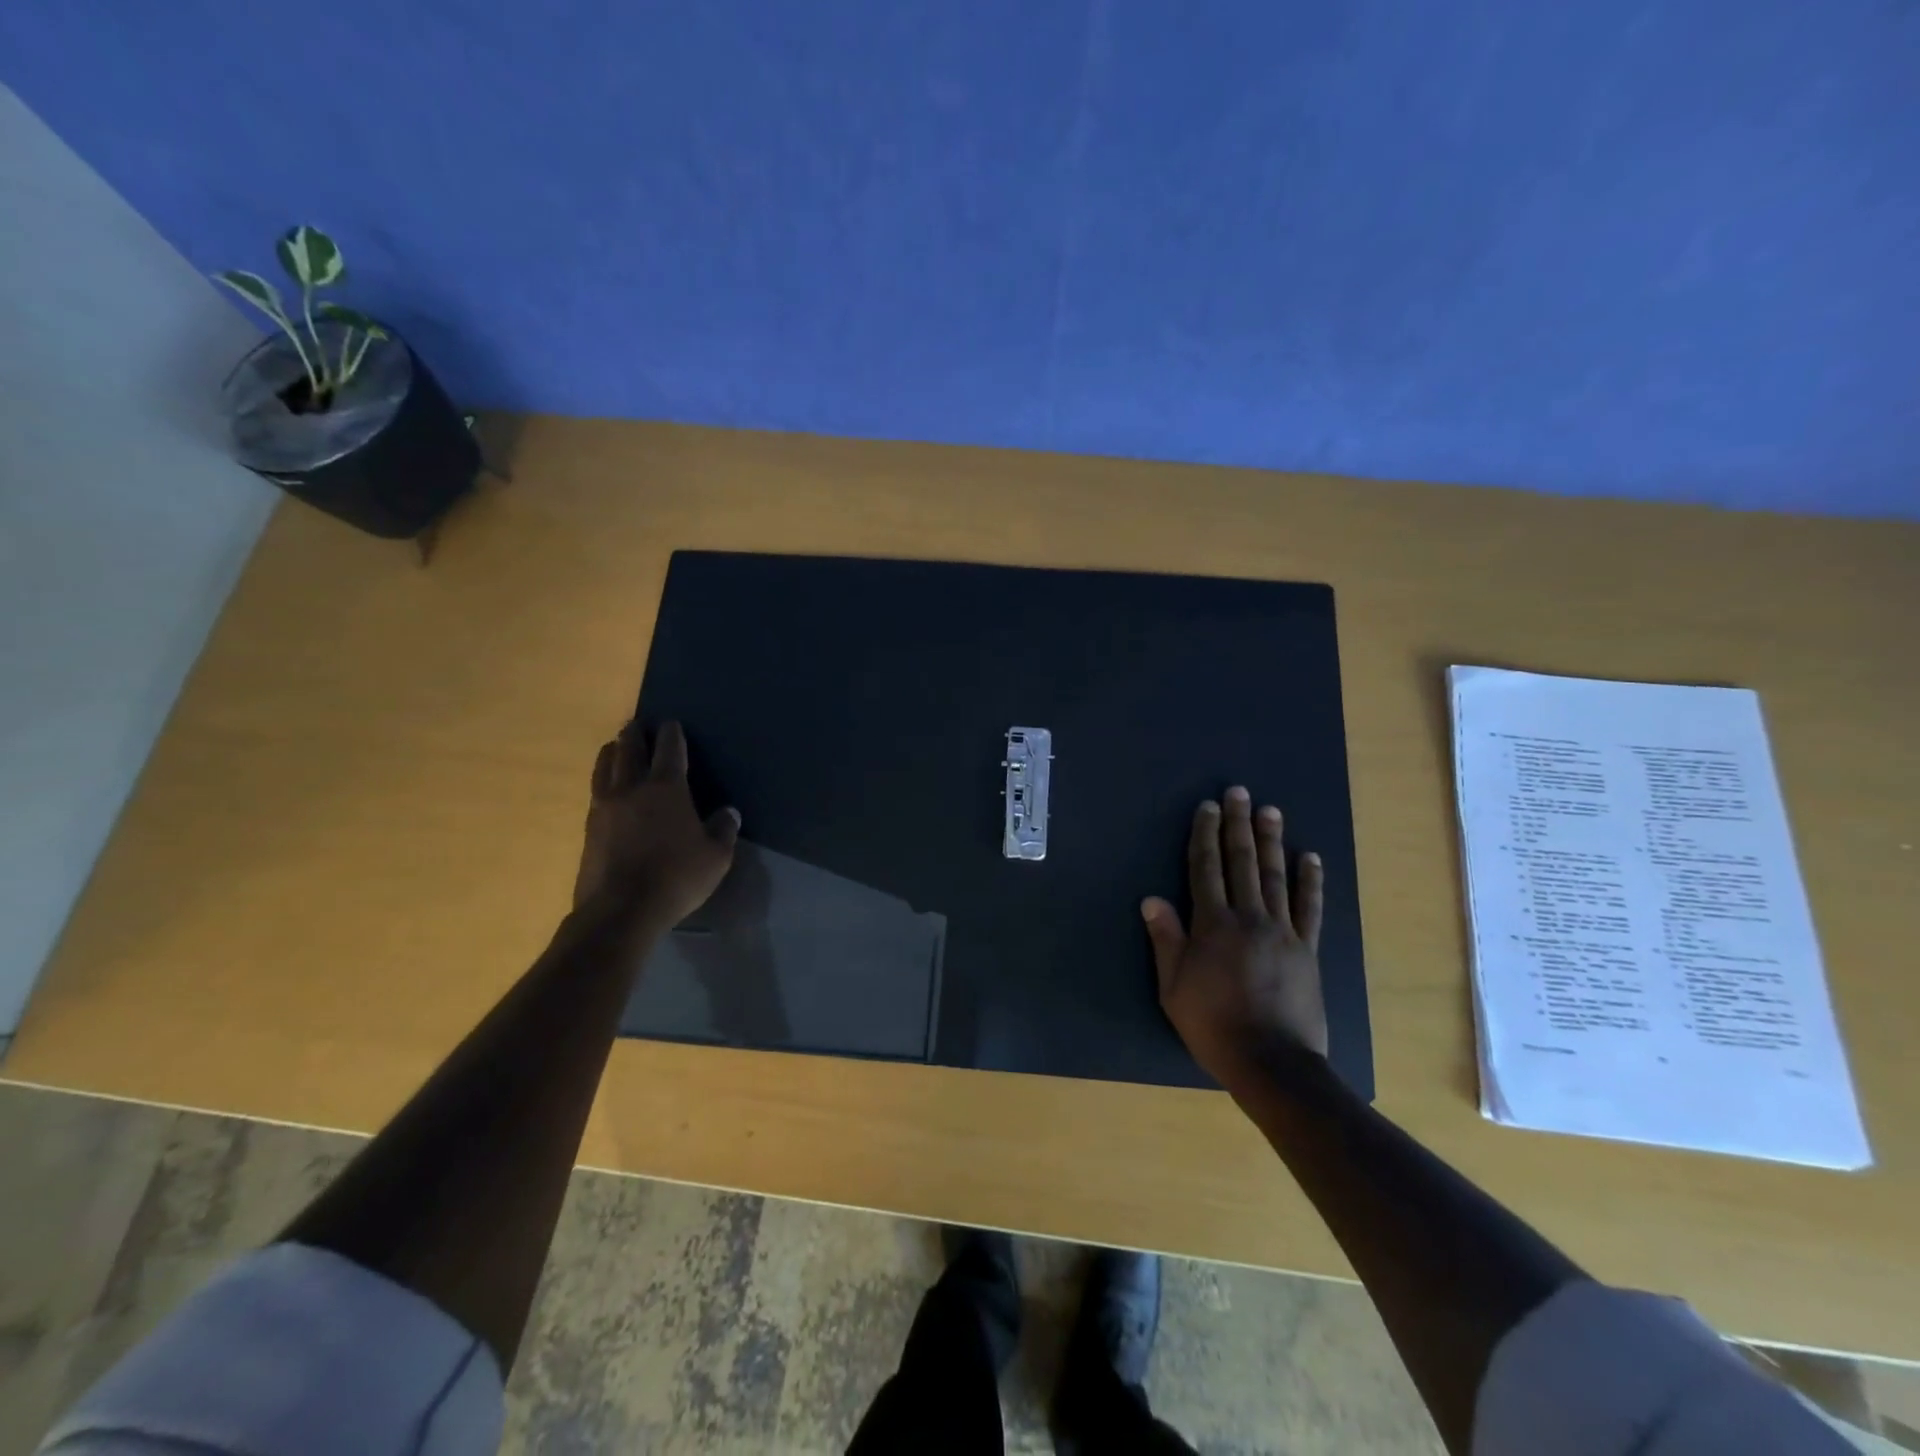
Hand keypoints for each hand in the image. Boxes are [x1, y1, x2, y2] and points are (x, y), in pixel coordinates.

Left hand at [572, 721, 739, 929]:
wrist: (621, 910)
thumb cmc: (677, 877)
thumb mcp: (716, 857)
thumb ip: (723, 830)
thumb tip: (729, 812)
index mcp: (666, 789)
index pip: (669, 750)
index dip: (671, 733)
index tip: (671, 723)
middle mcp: (632, 789)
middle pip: (629, 750)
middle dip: (635, 734)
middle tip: (636, 724)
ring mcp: (605, 807)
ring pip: (605, 767)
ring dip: (611, 752)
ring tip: (614, 746)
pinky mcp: (589, 828)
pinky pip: (595, 791)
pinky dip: (602, 779)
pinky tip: (605, 786)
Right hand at [1143, 786, 1327, 1084]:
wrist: (1272, 1062)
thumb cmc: (1213, 1025)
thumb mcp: (1173, 987)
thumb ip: (1165, 939)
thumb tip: (1152, 898)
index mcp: (1212, 924)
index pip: (1205, 868)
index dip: (1205, 835)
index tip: (1207, 807)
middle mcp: (1248, 917)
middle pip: (1241, 862)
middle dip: (1237, 825)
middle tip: (1239, 792)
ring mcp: (1282, 931)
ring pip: (1275, 876)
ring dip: (1271, 840)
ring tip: (1270, 810)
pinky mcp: (1307, 949)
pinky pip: (1310, 908)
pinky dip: (1310, 881)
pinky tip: (1310, 857)